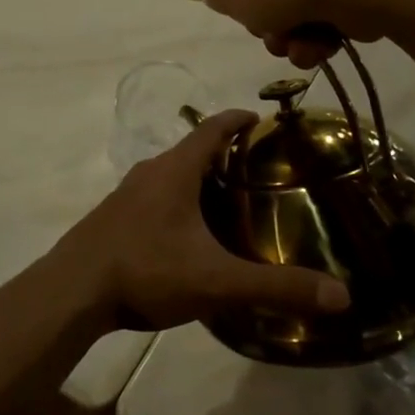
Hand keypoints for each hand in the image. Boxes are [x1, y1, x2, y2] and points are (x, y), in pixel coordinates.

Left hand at [46, 109, 348, 332]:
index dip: (236, 120)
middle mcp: (149, 172)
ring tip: (225, 203)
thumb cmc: (146, 271)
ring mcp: (125, 194)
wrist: (72, 291)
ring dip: (196, 180)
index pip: (211, 129)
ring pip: (169, 175)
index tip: (258, 119)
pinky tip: (184, 235)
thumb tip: (341, 295)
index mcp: (175, 171)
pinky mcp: (112, 217)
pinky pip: (152, 197)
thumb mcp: (217, 281)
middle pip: (191, 151)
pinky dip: (175, 202)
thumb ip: (276, 287)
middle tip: (255, 172)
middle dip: (222, 155)